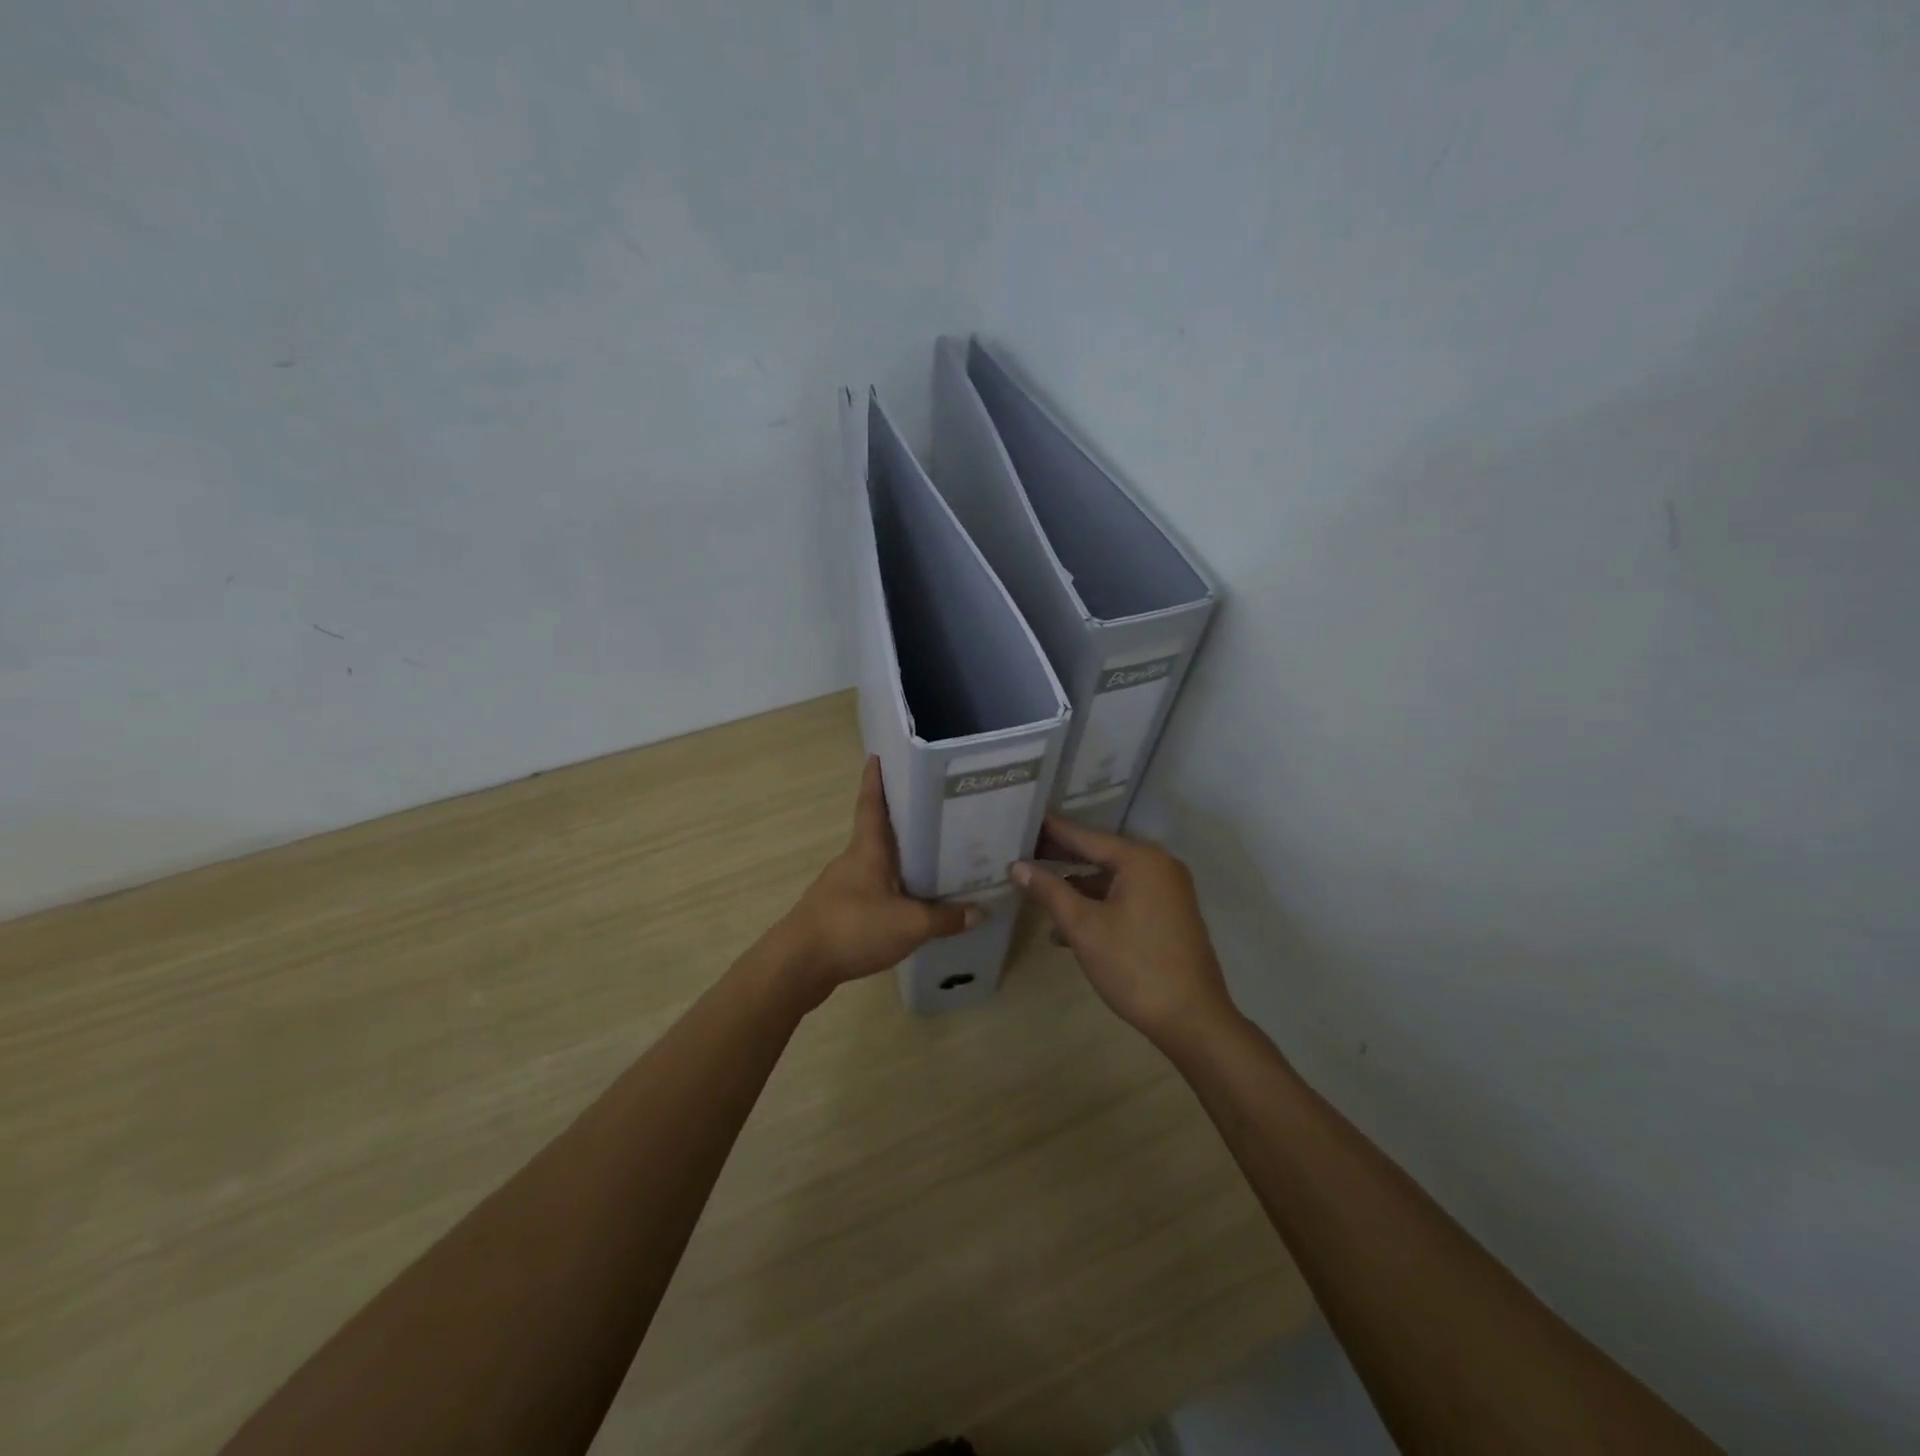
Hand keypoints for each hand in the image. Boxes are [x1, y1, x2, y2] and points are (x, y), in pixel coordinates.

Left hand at [775, 757, 980, 1003]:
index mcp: (867, 849)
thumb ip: (945, 918)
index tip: (878, 755)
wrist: (797, 965)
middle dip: (900, 819)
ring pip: (875, 863)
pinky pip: (869, 891)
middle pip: (876, 832)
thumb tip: (980, 912)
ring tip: (930, 858)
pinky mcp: (836, 911)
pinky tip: (907, 903)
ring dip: (896, 858)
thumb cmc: (853, 928)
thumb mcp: (909, 924)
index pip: (872, 804)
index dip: (875, 779)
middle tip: (932, 809)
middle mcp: (852, 860)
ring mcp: (840, 886)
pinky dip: (889, 889)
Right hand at [1013, 816, 1234, 1046]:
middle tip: (1021, 850)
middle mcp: (1158, 865)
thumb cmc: (1134, 966)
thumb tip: (1017, 866)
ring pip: (1111, 879)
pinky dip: (1097, 905)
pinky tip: (1065, 925)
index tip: (1023, 817)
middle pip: (1099, 854)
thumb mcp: (1084, 927)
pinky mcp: (1169, 914)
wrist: (1192, 1020)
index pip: (1085, 836)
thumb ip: (1050, 891)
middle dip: (1061, 858)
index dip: (1051, 830)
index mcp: (1141, 859)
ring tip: (1035, 889)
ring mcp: (1167, 890)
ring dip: (1076, 887)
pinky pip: (1125, 897)